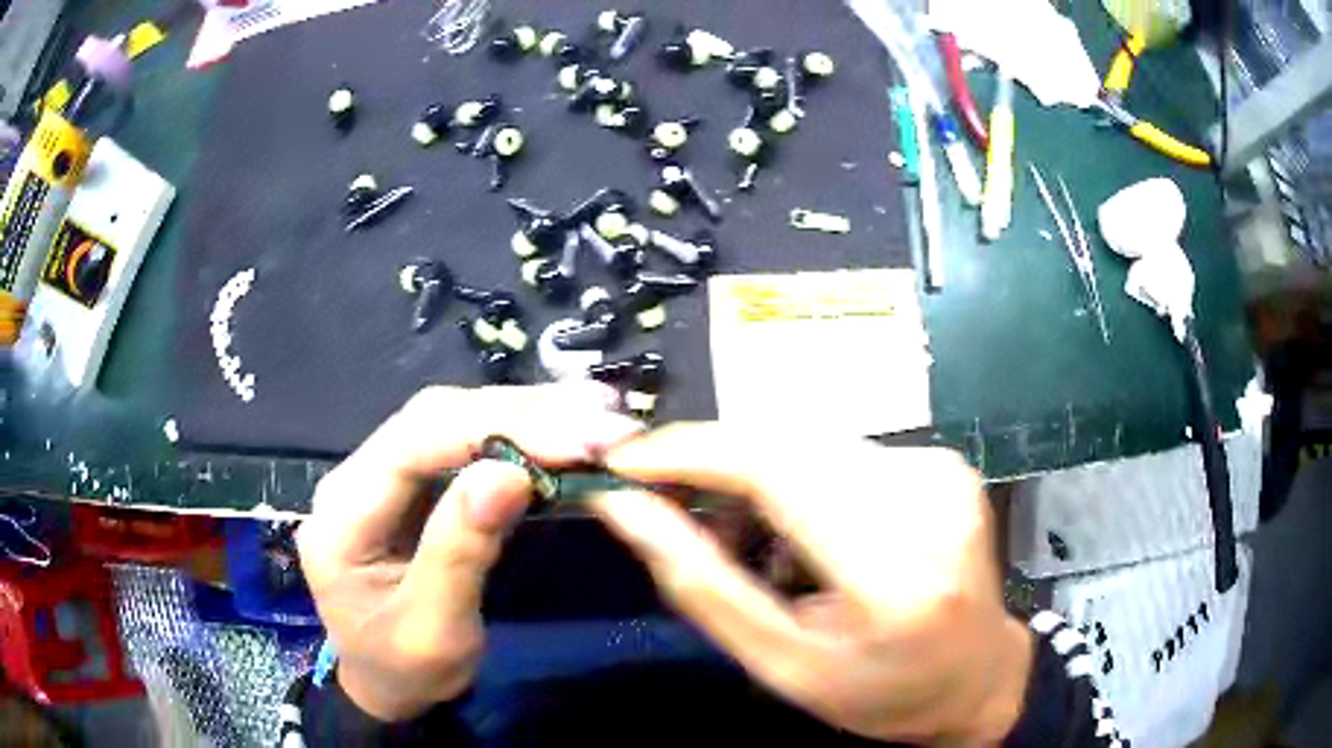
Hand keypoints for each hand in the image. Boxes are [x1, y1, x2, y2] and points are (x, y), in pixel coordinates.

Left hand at [298, 383, 642, 721]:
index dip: (492, 429)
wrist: (383, 684)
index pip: (414, 442)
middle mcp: (357, 475)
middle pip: (434, 417)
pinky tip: (557, 433)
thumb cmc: (403, 668)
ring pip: (452, 419)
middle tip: (599, 422)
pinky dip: (516, 435)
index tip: (573, 437)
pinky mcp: (412, 485)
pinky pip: (463, 443)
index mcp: (345, 511)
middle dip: (519, 413)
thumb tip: (508, 474)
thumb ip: (459, 552)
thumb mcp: (433, 631)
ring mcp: (383, 475)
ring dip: (524, 416)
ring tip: (591, 416)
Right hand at [590, 424, 1031, 743]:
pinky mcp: (946, 462)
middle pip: (790, 444)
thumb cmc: (877, 693)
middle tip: (668, 503)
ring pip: (811, 443)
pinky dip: (803, 480)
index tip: (626, 460)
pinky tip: (804, 529)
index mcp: (895, 577)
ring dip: (759, 477)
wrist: (975, 677)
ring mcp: (945, 475)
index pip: (779, 473)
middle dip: (715, 464)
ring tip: (747, 538)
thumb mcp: (781, 665)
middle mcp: (930, 506)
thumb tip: (625, 508)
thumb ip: (702, 584)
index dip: (692, 453)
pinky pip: (845, 452)